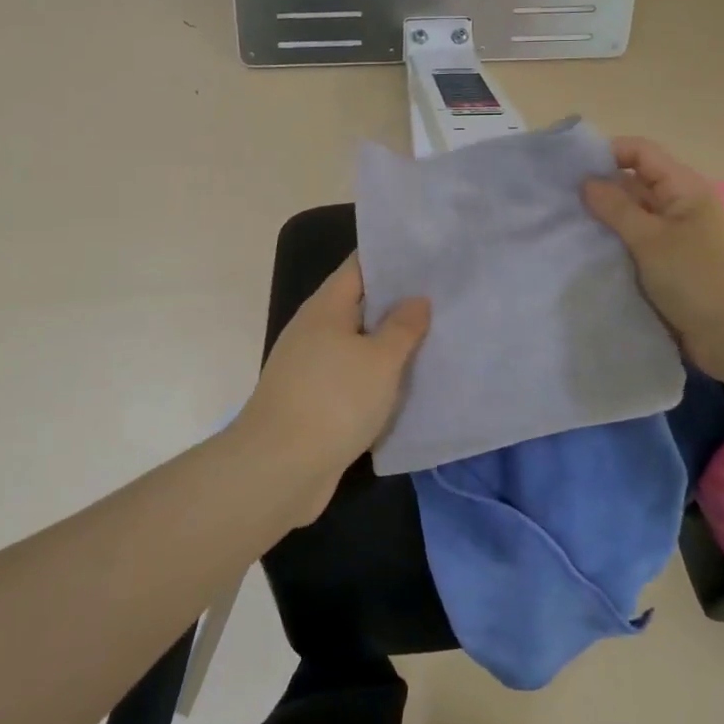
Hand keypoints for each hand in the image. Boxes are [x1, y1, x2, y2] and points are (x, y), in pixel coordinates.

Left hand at [235, 256, 429, 522]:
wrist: (279, 468)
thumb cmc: (334, 400)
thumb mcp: (379, 360)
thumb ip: (402, 327)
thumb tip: (417, 299)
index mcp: (326, 307)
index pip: (359, 266)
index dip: (392, 257)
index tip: (429, 254)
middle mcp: (314, 329)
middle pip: (360, 304)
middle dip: (398, 301)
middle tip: (445, 296)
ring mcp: (311, 366)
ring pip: (358, 344)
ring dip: (390, 343)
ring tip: (436, 336)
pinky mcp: (314, 401)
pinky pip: (353, 377)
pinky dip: (378, 376)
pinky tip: (409, 382)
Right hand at [582, 137, 723, 375]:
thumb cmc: (700, 279)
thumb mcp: (652, 240)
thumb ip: (616, 208)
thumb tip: (587, 181)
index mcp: (684, 188)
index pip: (640, 153)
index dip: (606, 154)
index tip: (568, 171)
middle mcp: (681, 207)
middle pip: (634, 185)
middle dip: (599, 191)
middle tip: (556, 204)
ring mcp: (677, 239)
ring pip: (633, 220)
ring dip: (605, 224)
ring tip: (564, 231)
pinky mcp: (672, 269)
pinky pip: (637, 249)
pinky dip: (615, 250)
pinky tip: (586, 257)